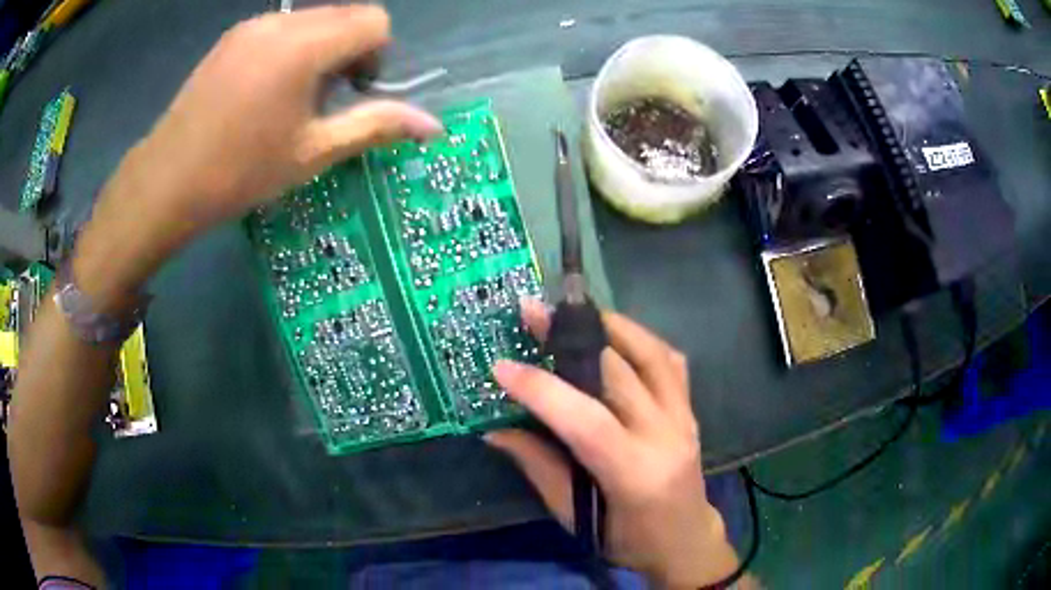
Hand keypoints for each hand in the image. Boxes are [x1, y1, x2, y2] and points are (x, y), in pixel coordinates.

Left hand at [133, 4, 441, 229]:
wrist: (166, 182)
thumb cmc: (240, 172)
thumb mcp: (313, 153)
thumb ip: (375, 125)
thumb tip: (432, 125)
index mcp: (305, 46)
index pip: (374, 21)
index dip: (377, 56)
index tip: (352, 94)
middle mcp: (281, 22)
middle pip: (346, 14)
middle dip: (351, 50)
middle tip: (323, 100)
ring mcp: (252, 26)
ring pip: (313, 20)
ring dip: (321, 49)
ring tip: (291, 99)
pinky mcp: (231, 37)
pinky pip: (281, 27)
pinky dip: (291, 49)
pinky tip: (264, 92)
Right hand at [486, 300, 738, 587]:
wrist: (685, 540)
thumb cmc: (628, 541)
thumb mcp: (576, 517)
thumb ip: (539, 468)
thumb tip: (495, 431)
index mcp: (634, 474)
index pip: (586, 421)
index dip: (542, 390)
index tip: (501, 366)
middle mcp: (666, 436)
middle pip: (618, 373)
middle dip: (570, 339)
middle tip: (533, 314)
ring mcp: (684, 418)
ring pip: (651, 355)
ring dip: (611, 325)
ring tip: (574, 310)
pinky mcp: (690, 410)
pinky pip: (670, 361)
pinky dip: (641, 339)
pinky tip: (616, 333)